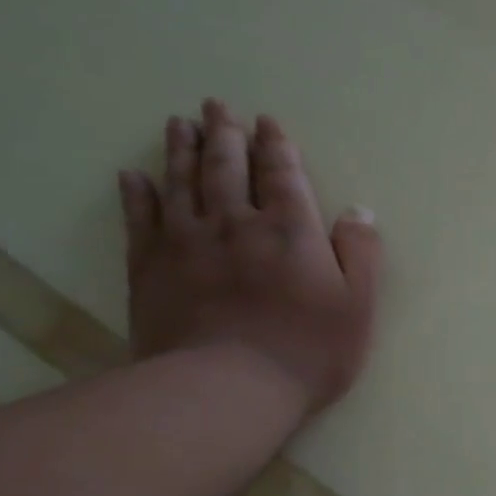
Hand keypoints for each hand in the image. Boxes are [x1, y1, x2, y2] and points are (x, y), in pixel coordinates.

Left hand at [119, 99, 381, 414]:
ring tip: (181, 123)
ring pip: (182, 182)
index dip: (276, 147)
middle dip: (226, 135)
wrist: (227, 388)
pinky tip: (134, 176)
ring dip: (182, 149)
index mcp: (290, 230)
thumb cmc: (308, 350)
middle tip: (217, 107)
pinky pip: (140, 219)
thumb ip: (360, 254)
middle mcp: (236, 223)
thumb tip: (360, 211)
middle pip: (227, 167)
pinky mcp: (149, 267)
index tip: (267, 123)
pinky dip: (137, 194)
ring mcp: (186, 242)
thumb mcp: (358, 305)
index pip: (282, 175)